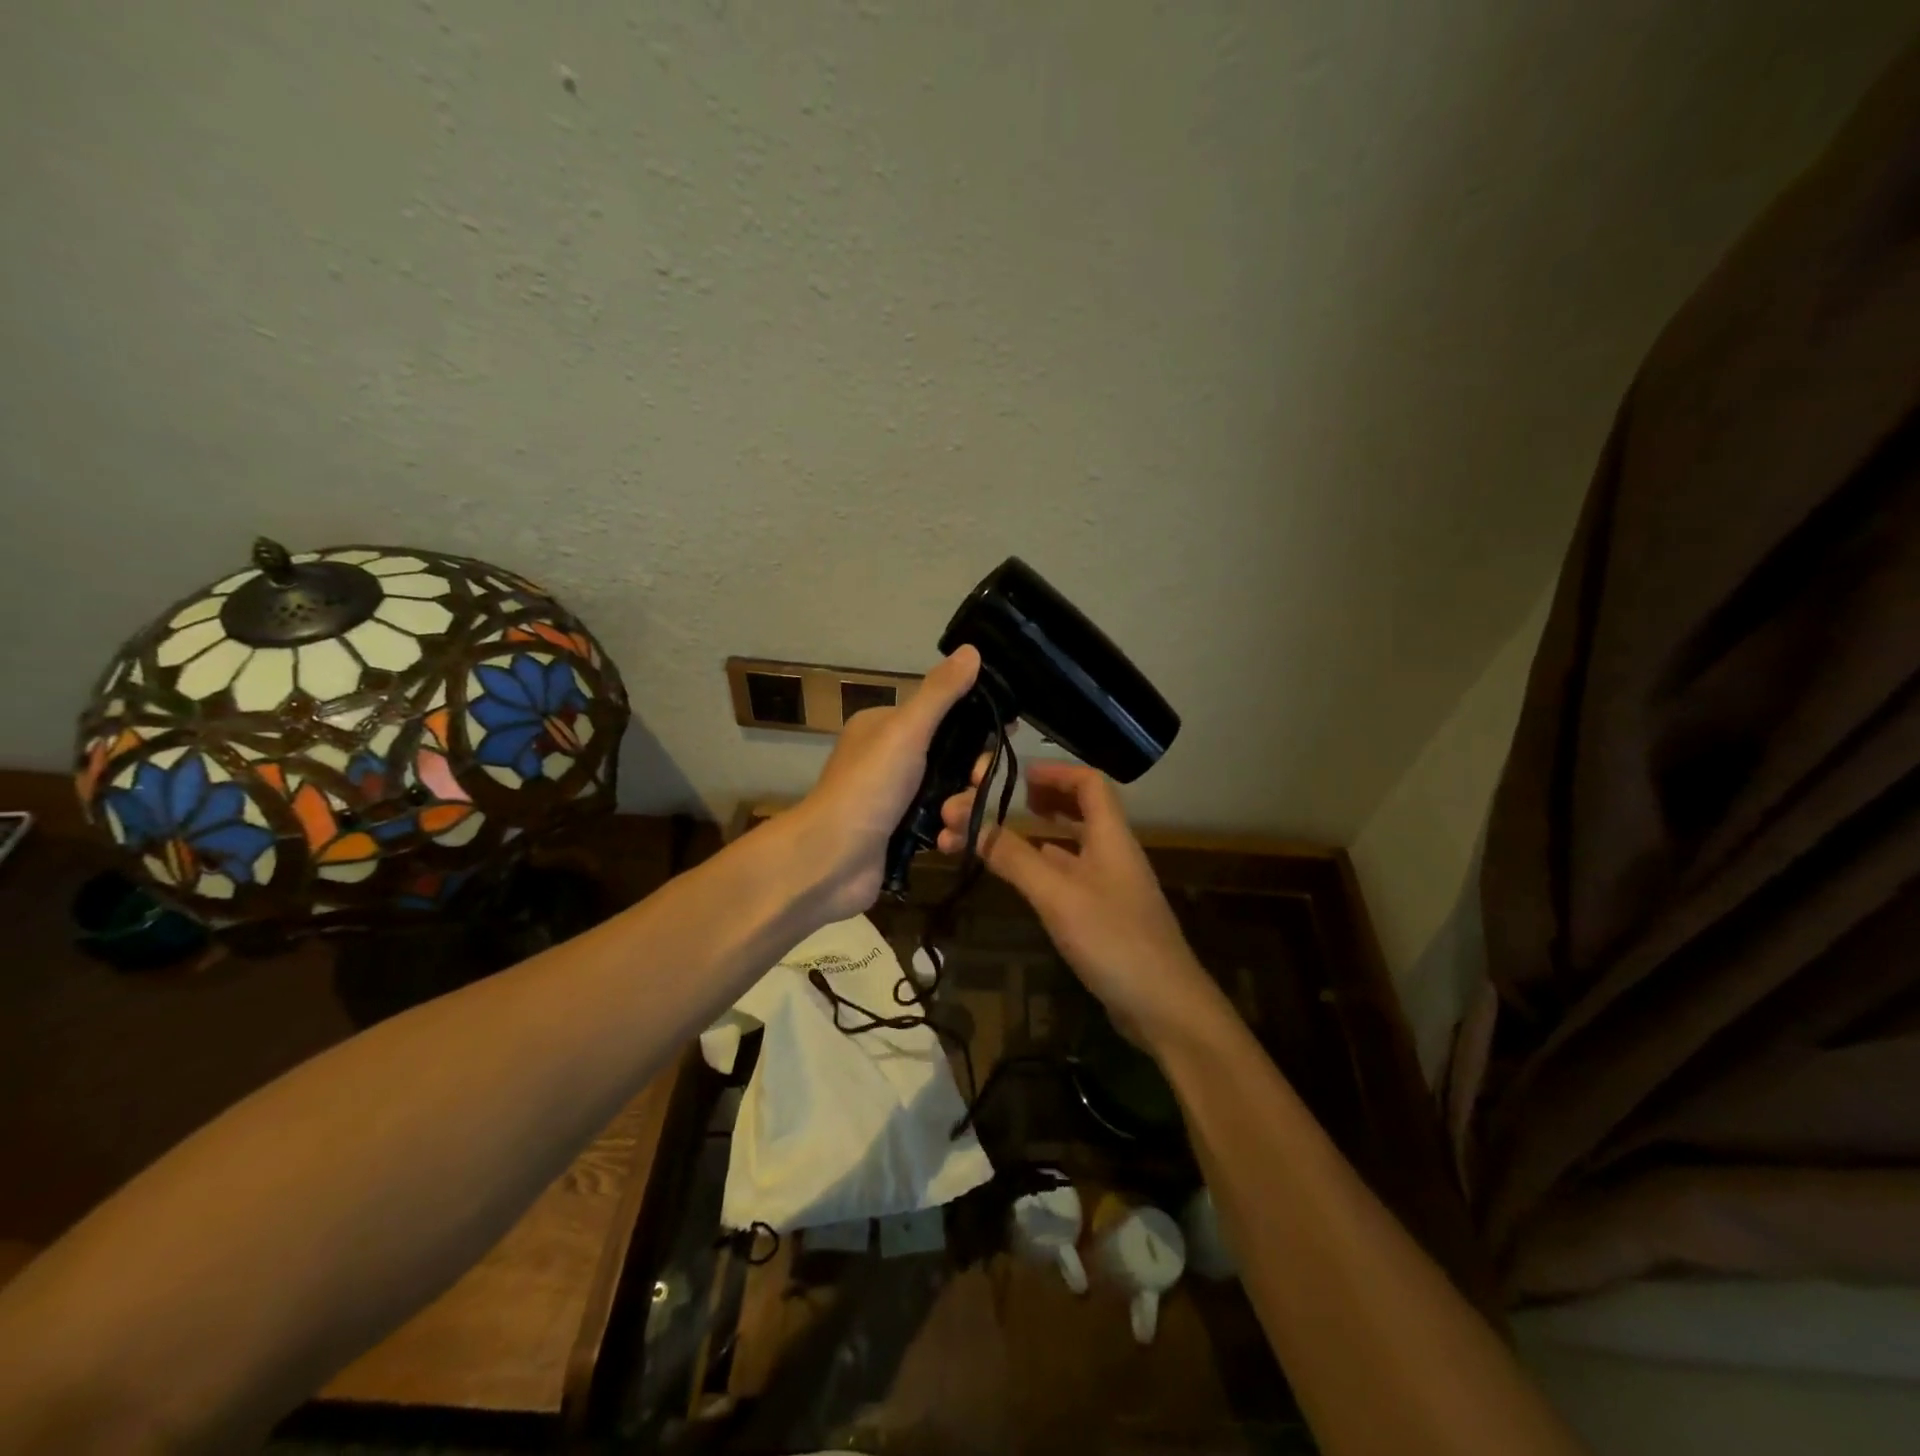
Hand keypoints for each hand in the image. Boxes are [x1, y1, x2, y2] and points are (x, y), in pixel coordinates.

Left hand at [790, 645, 981, 921]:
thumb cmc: (868, 787)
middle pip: (954, 759)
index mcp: (887, 727)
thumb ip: (940, 694)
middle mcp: (891, 759)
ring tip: (948, 823)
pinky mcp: (902, 835)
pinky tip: (942, 843)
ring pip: (952, 795)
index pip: (944, 715)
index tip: (1008, 734)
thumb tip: (972, 650)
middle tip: (975, 785)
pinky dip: (948, 835)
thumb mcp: (906, 731)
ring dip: (960, 810)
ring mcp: (897, 799)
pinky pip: (942, 827)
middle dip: (970, 776)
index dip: (977, 724)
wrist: (830, 860)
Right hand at [937, 759, 1227, 1051]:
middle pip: (1079, 810)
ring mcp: (1110, 887)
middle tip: (999, 803)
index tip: (1016, 775)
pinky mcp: (1104, 916)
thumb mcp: (1057, 895)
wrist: (1164, 1007)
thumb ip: (1014, 858)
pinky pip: (1069, 876)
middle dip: (1038, 800)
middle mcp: (1112, 854)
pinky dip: (1042, 867)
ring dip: (1034, 835)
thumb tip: (969, 821)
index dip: (1054, 772)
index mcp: (1110, 837)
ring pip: (1070, 845)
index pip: (1089, 783)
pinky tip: (1020, 876)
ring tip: (994, 835)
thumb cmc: (1114, 940)